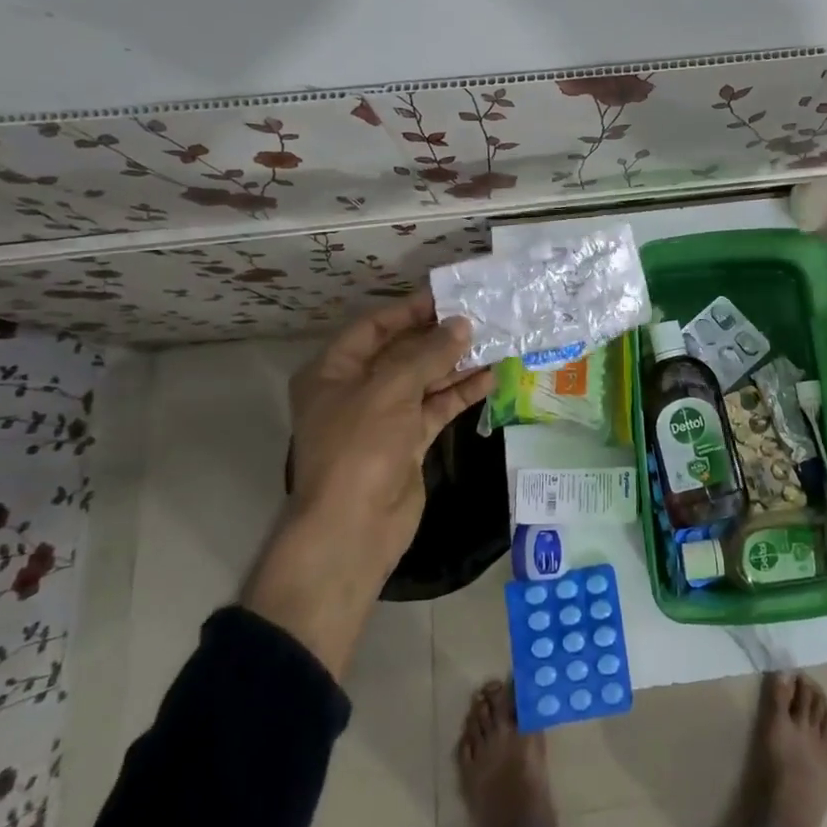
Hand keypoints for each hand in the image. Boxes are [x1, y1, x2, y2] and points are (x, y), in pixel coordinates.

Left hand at [244, 293, 493, 673]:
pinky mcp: (407, 442)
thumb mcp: (390, 389)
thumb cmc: (359, 447)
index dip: (410, 310)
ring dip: (455, 363)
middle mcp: (356, 390)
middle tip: (480, 317)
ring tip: (494, 342)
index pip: (373, 327)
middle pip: (401, 352)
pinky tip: (490, 377)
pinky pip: (436, 407)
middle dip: (438, 336)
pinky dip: (460, 393)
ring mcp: (383, 418)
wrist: (353, 529)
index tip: (449, 297)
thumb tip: (462, 325)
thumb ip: (428, 353)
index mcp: (333, 371)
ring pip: (424, 380)